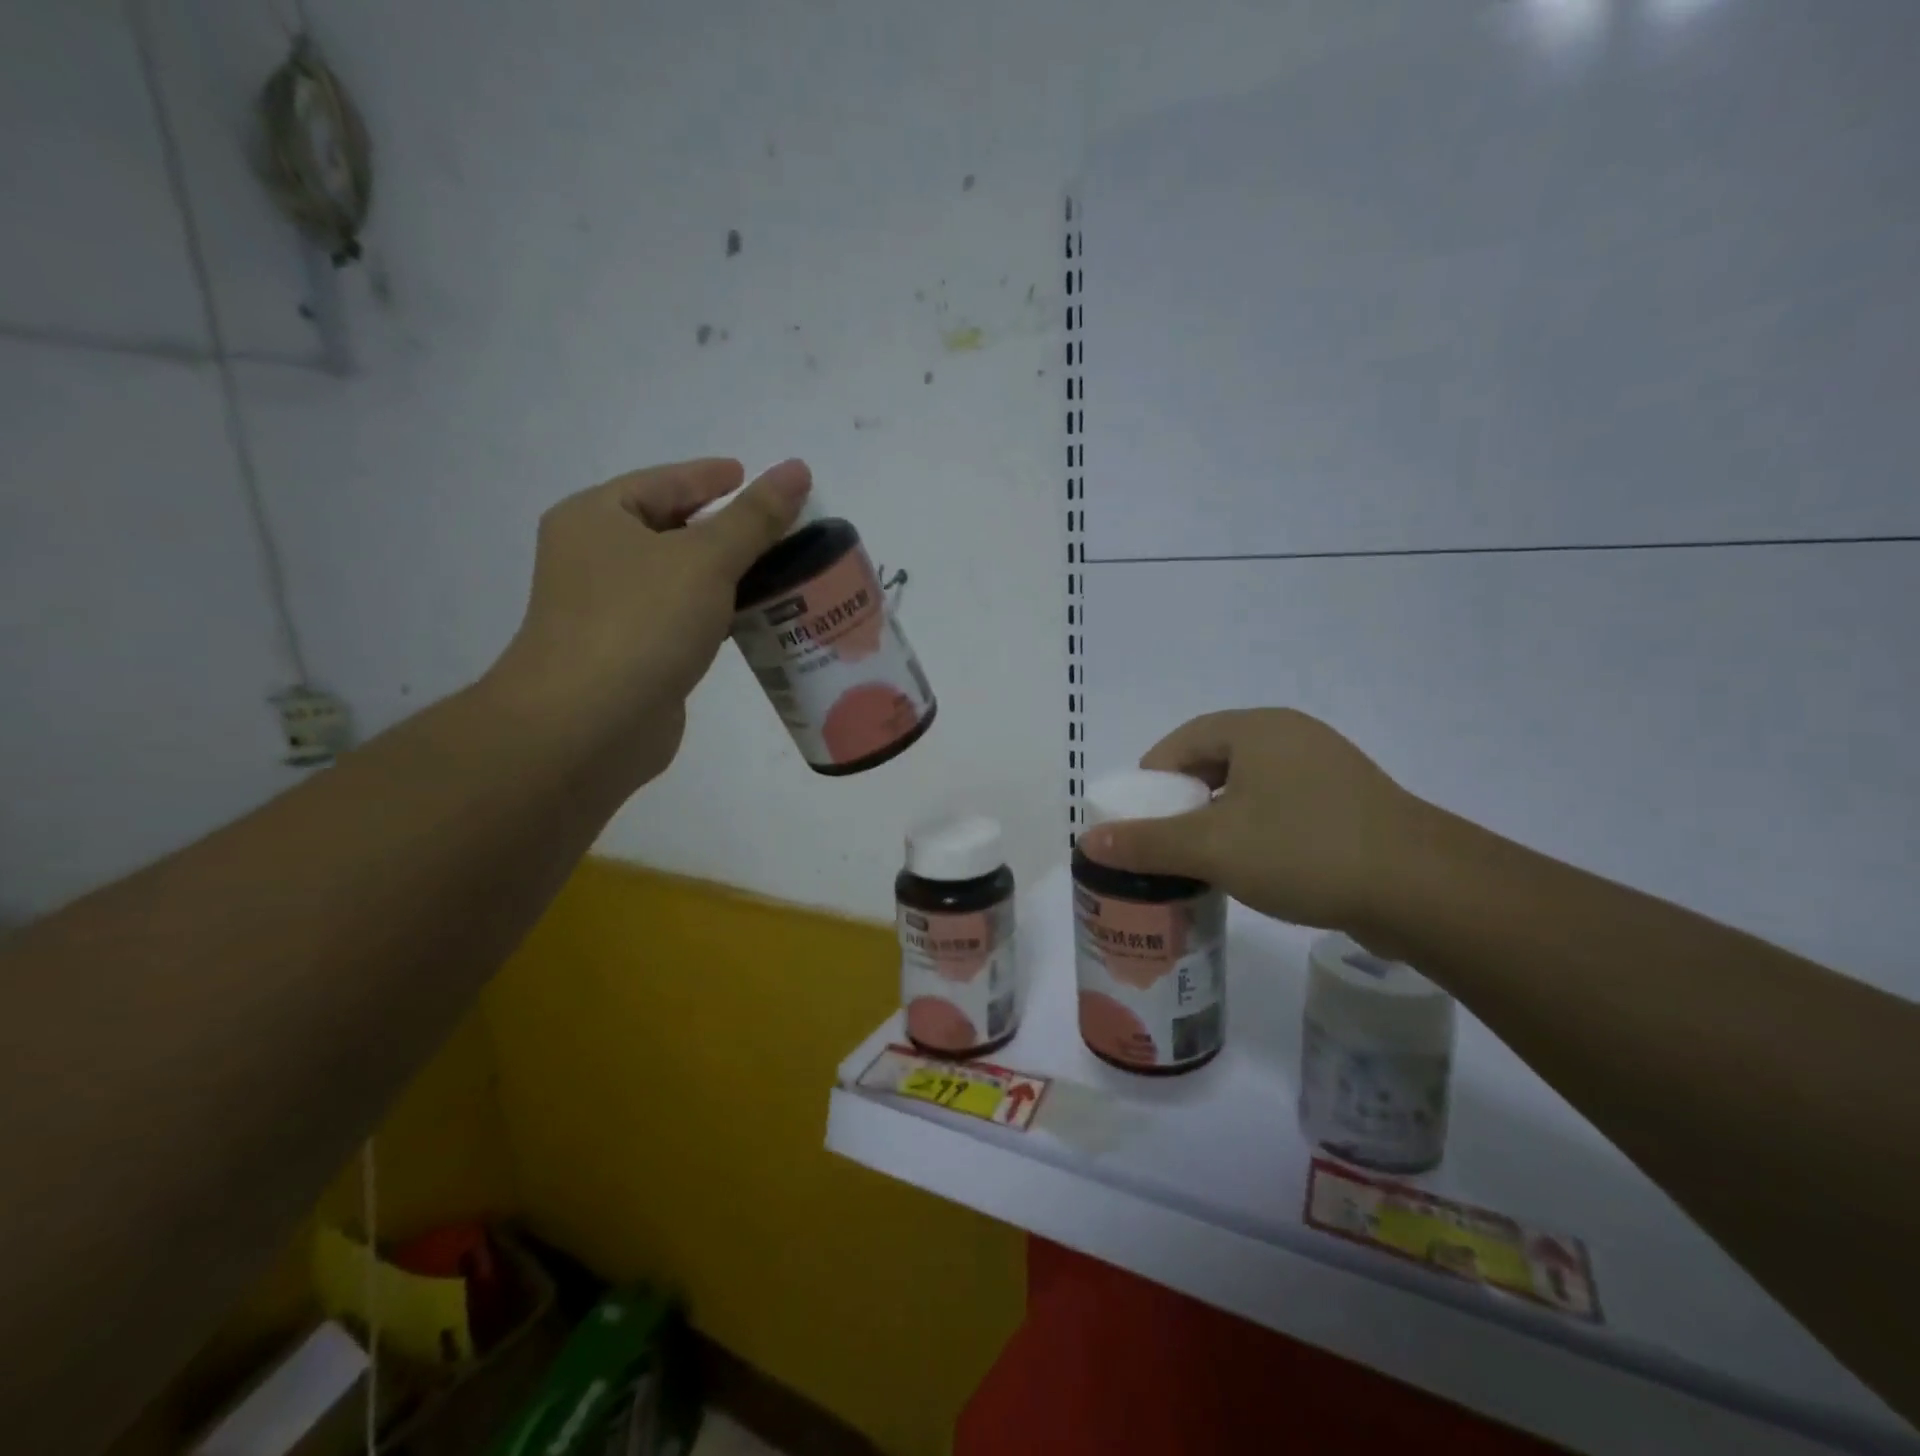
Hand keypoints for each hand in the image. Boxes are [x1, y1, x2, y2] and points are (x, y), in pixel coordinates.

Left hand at [486, 457, 810, 784]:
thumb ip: (755, 517)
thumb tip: (796, 469)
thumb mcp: (706, 559)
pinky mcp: (632, 654)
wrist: (589, 725)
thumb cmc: (640, 623)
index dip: (710, 477)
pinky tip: (755, 618)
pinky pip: (682, 618)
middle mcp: (596, 558)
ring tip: (780, 569)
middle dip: (725, 528)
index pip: (664, 482)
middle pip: (671, 529)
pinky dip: (716, 613)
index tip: (749, 475)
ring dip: (725, 574)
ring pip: (679, 578)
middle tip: (778, 527)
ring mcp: (611, 610)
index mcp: (597, 517)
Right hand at [1076, 708, 1425, 936]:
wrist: (1425, 891)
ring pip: (1250, 787)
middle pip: (1215, 761)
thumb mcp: (1214, 847)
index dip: (1151, 776)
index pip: (1183, 740)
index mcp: (1257, 729)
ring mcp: (1326, 770)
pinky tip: (1252, 867)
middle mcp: (1292, 737)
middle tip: (1163, 840)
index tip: (1137, 816)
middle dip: (1183, 800)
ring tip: (1201, 858)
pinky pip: (1282, 807)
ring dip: (1218, 817)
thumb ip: (1148, 842)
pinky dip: (1255, 829)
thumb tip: (1088, 840)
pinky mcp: (1349, 805)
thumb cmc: (1306, 850)